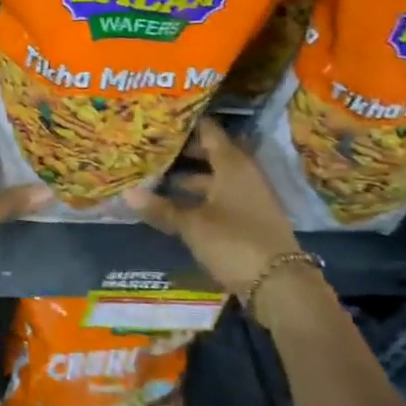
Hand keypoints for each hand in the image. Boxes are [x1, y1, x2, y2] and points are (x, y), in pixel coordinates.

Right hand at [124, 119, 304, 312]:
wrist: (279, 285)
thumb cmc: (234, 242)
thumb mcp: (192, 225)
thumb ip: (161, 208)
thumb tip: (126, 193)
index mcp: (232, 164)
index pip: (208, 131)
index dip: (184, 123)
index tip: (158, 119)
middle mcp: (242, 174)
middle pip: (209, 154)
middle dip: (180, 152)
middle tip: (147, 149)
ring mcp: (247, 197)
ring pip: (212, 178)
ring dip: (186, 178)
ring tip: (152, 178)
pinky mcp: (247, 219)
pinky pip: (217, 197)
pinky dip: (196, 197)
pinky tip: (172, 204)